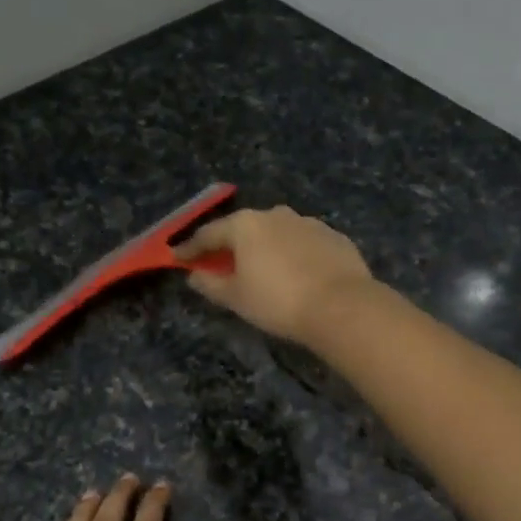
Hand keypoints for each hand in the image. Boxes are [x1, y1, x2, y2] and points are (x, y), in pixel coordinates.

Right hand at [173, 206, 373, 347]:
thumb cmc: (277, 301)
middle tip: (222, 264)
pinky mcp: (334, 237)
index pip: (209, 234)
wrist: (341, 305)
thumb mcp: (236, 298)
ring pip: (277, 233)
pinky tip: (296, 274)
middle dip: (231, 245)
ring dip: (265, 248)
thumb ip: (210, 284)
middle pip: (244, 229)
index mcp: (246, 225)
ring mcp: (308, 223)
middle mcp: (276, 215)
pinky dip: (293, 255)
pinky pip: (303, 244)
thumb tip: (194, 275)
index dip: (191, 248)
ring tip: (262, 270)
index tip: (179, 258)